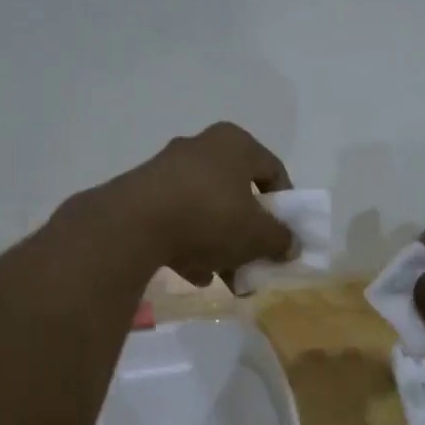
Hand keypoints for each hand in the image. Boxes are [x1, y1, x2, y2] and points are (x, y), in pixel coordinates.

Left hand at [97, 123, 295, 288]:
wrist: (134, 225)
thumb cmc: (210, 217)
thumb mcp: (257, 235)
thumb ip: (280, 240)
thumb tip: (290, 246)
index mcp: (234, 144)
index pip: (273, 170)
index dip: (285, 205)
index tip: (285, 235)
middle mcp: (200, 147)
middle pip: (237, 194)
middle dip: (247, 235)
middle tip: (254, 263)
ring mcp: (167, 169)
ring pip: (206, 210)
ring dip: (219, 245)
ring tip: (225, 280)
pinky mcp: (142, 193)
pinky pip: (177, 219)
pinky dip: (188, 245)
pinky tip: (193, 275)